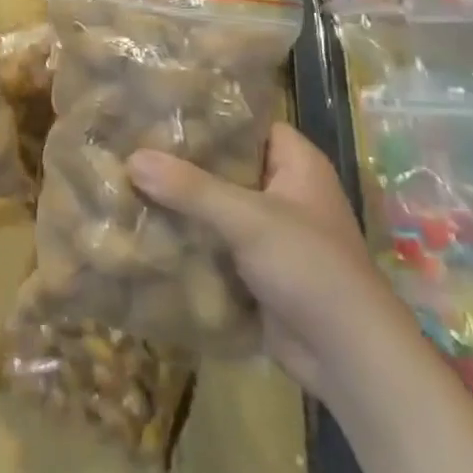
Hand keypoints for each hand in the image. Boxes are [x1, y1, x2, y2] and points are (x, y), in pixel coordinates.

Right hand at [129, 123, 380, 399]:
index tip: (160, 114)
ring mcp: (271, 234)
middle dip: (183, 163)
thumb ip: (191, 188)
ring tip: (126, 183)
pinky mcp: (256, 270)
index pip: (249, 125)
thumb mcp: (249, 219)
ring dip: (180, 204)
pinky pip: (215, 244)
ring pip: (216, 207)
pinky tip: (144, 230)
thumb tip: (132, 158)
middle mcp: (285, 192)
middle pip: (227, 167)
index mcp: (297, 165)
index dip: (209, 118)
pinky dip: (187, 240)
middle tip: (132, 147)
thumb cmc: (310, 268)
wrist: (347, 358)